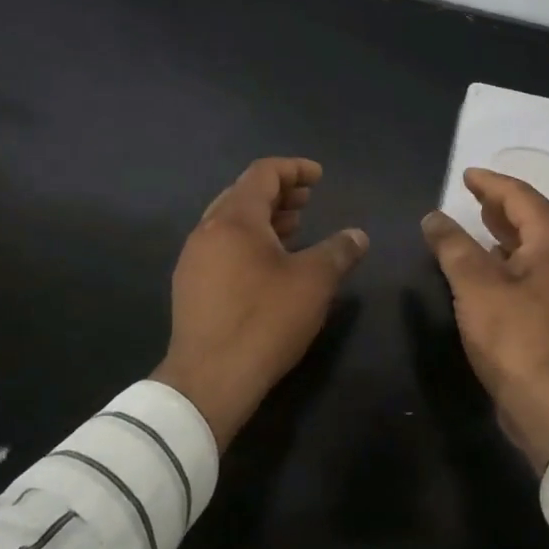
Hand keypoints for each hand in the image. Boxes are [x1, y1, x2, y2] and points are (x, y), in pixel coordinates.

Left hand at [154, 157, 368, 449]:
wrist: (209, 380)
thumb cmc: (264, 321)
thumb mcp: (313, 282)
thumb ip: (338, 251)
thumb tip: (358, 236)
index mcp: (235, 219)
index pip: (263, 174)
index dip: (294, 168)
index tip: (319, 177)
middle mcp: (207, 230)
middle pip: (243, 194)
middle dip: (279, 192)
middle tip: (308, 200)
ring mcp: (193, 259)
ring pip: (230, 222)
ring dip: (264, 218)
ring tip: (295, 228)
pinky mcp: (189, 286)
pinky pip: (222, 246)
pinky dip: (248, 241)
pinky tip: (269, 264)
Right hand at [422, 168, 548, 472]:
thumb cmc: (516, 338)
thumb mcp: (476, 287)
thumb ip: (453, 246)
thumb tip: (434, 217)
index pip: (521, 197)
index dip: (491, 183)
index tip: (466, 175)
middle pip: (534, 219)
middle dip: (501, 205)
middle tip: (472, 194)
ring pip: (536, 246)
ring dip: (506, 233)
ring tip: (478, 224)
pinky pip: (536, 270)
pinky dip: (511, 260)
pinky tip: (491, 267)